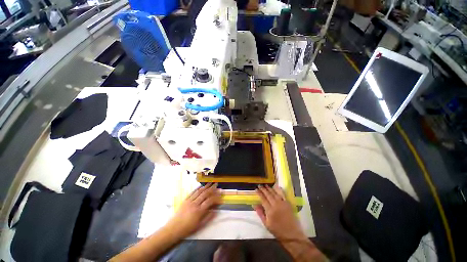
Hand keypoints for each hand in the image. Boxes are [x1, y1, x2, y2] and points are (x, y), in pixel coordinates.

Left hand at [165, 183, 220, 238]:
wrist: (174, 228)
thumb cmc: (188, 229)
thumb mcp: (200, 226)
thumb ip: (208, 217)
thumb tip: (216, 211)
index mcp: (199, 211)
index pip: (210, 201)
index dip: (216, 197)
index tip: (220, 195)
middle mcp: (195, 204)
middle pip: (205, 194)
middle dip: (212, 189)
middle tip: (217, 185)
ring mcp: (190, 201)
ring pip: (199, 192)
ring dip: (206, 187)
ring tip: (211, 183)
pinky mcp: (185, 200)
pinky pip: (192, 192)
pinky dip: (197, 188)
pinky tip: (201, 186)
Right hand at [254, 185, 306, 241]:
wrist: (291, 234)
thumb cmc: (277, 230)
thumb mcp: (266, 224)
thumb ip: (260, 213)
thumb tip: (254, 205)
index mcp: (270, 210)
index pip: (263, 199)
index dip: (259, 193)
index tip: (256, 189)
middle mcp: (275, 205)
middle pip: (268, 195)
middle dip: (263, 189)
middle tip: (260, 185)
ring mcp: (282, 203)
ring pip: (274, 193)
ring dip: (270, 188)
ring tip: (266, 185)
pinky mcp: (287, 203)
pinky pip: (282, 195)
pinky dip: (279, 190)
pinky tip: (276, 187)